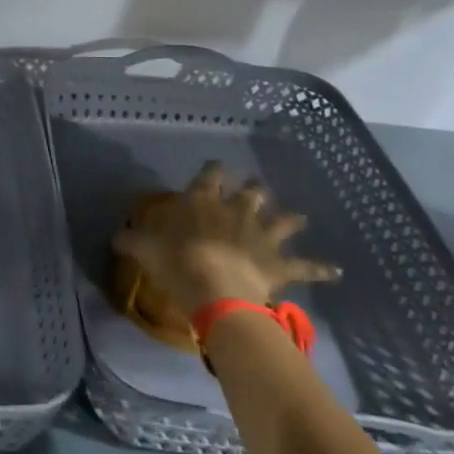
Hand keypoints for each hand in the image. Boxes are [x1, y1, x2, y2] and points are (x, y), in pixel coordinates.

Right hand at [113, 163, 339, 313]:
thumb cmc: (175, 260)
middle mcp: (236, 211)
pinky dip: (320, 268)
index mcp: (203, 201)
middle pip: (249, 193)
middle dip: (252, 189)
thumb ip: (131, 239)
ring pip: (282, 221)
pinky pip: (305, 266)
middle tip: (254, 187)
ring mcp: (261, 235)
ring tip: (300, 217)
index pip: (208, 175)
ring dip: (291, 219)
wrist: (215, 288)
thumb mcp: (143, 247)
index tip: (215, 165)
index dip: (212, 169)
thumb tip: (117, 235)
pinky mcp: (279, 263)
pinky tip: (336, 270)